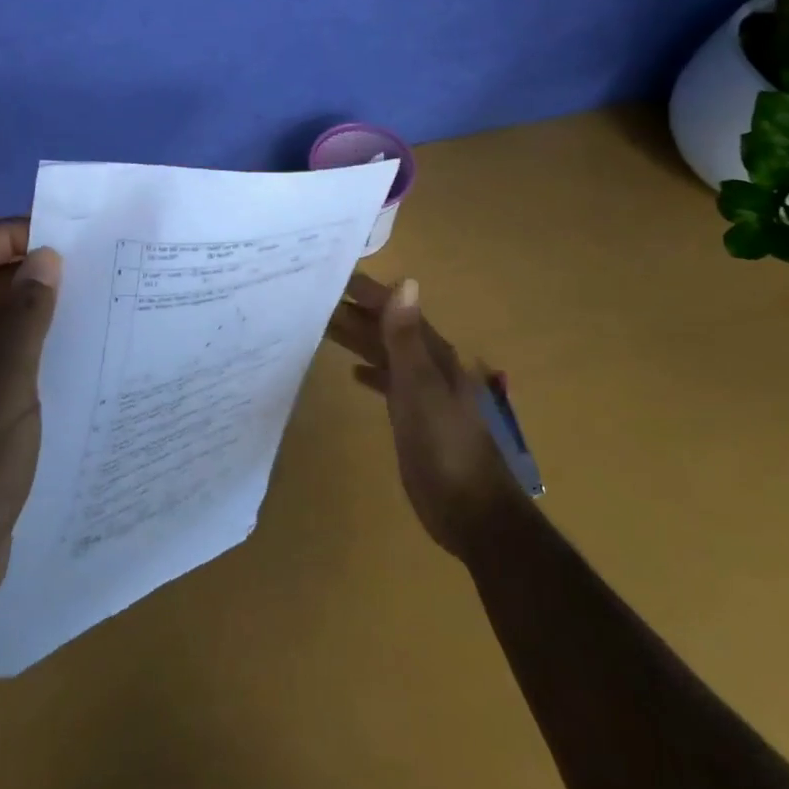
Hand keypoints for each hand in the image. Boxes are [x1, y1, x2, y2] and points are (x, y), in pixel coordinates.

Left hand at [0, 218, 60, 603]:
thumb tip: (46, 257)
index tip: (60, 236)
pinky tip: (67, 343)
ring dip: (27, 306)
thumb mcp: (3, 380)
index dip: (6, 234)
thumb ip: (26, 313)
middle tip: (83, 264)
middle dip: (22, 270)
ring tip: (85, 297)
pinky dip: (23, 341)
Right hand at [327, 273, 519, 560]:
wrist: (471, 511)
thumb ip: (407, 338)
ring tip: (324, 326)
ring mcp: (422, 393)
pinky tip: (353, 374)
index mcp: (433, 354)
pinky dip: (371, 372)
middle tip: (317, 299)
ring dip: (360, 339)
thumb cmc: (445, 446)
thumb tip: (405, 283)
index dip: (369, 292)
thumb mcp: (421, 387)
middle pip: (389, 329)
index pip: (397, 310)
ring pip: (386, 354)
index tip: (335, 277)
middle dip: (357, 313)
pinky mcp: (414, 419)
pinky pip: (388, 383)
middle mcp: (428, 366)